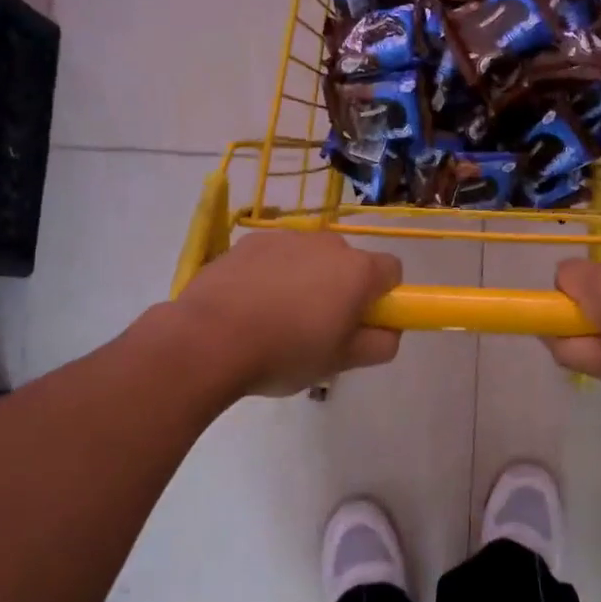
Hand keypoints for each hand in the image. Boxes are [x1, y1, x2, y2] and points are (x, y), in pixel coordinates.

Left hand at [175, 231, 402, 396]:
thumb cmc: (285, 353)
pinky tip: (250, 306)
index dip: (383, 297)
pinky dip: (271, 275)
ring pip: (310, 258)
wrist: (208, 339)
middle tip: (318, 328)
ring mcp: (285, 238)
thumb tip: (390, 331)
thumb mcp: (341, 362)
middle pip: (349, 263)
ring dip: (306, 280)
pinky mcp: (249, 242)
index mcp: (357, 271)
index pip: (392, 271)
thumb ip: (380, 344)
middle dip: (342, 289)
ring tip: (277, 319)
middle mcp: (327, 244)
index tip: (362, 324)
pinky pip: (275, 257)